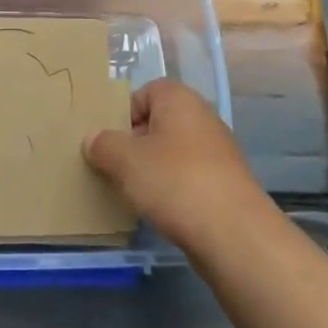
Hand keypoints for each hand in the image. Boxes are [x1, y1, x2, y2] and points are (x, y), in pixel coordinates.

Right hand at [82, 78, 268, 252]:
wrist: (234, 234)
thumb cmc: (174, 182)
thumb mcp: (125, 161)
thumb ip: (103, 145)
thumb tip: (93, 139)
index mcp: (179, 98)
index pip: (143, 93)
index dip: (123, 115)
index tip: (109, 143)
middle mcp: (202, 117)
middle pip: (157, 123)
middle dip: (135, 145)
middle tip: (114, 169)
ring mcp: (217, 151)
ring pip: (172, 153)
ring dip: (153, 170)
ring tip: (134, 194)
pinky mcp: (225, 183)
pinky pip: (188, 177)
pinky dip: (173, 190)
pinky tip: (161, 211)